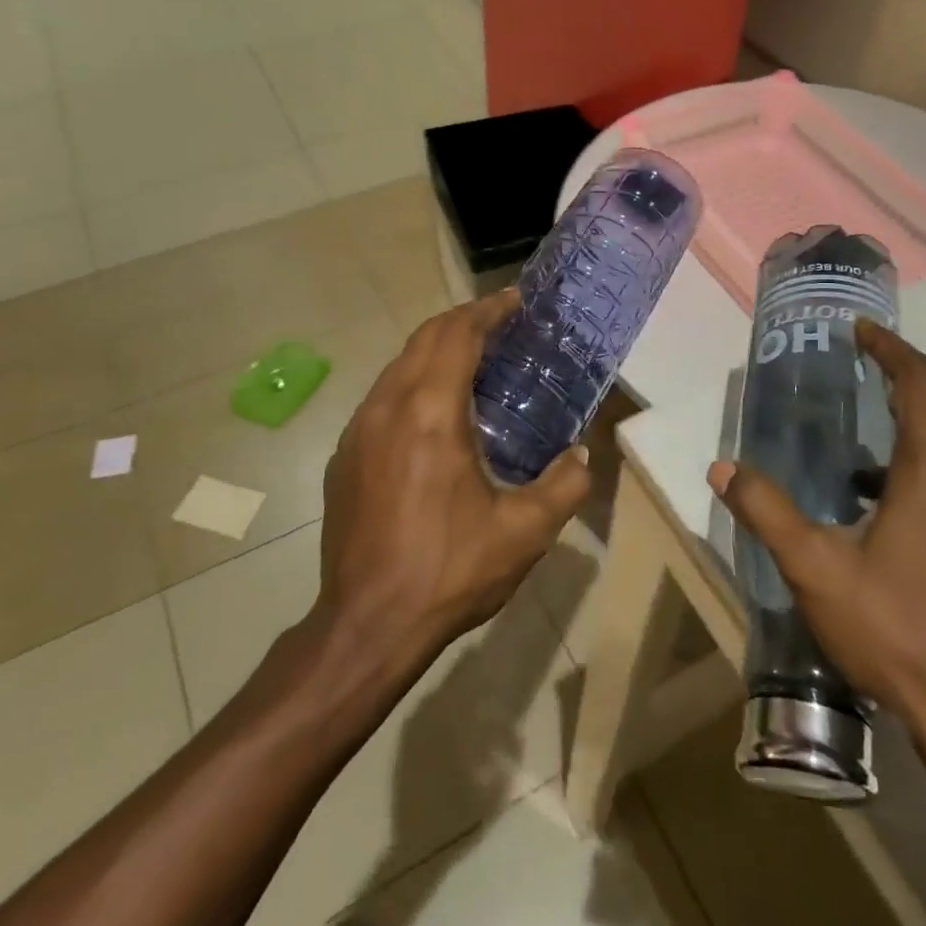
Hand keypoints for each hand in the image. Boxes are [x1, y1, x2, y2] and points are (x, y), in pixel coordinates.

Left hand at [316, 292, 591, 670]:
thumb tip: (580, 455)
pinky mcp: (344, 456)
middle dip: (463, 321)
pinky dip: (413, 383)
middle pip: (424, 338)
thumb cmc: (449, 572)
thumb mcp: (525, 533)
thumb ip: (564, 485)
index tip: (515, 301)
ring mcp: (358, 430)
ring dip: (435, 351)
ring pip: (398, 366)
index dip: (488, 310)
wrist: (367, 625)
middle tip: (501, 325)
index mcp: (430, 413)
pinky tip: (434, 415)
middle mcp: (387, 407)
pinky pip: (382, 398)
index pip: (457, 335)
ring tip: (473, 363)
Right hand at [709, 319, 925, 740]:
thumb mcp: (815, 570)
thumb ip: (766, 511)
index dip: (893, 349)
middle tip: (866, 393)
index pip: (923, 385)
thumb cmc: (899, 632)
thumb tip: (722, 467)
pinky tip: (905, 530)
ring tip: (870, 470)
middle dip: (912, 391)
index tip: (862, 332)